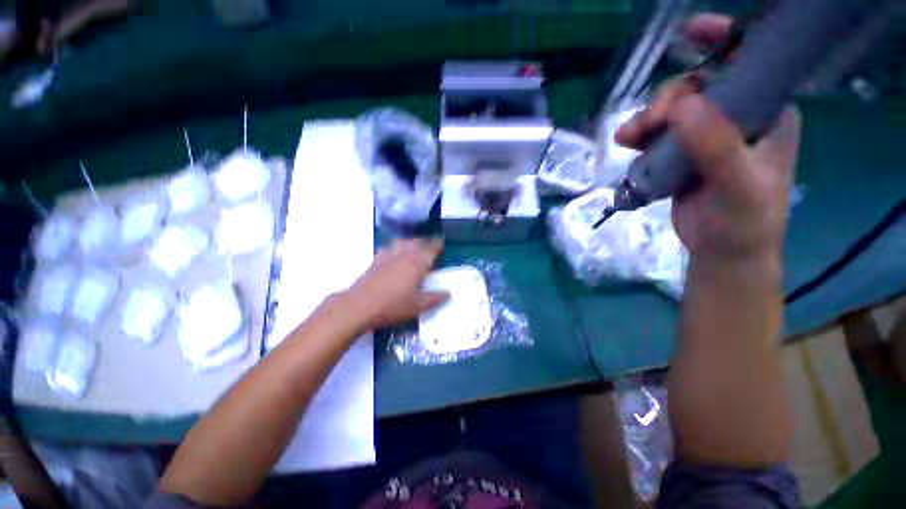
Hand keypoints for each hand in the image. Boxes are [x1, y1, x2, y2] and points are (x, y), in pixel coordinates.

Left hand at [344, 238, 448, 329]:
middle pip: (417, 242)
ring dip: (410, 241)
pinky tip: (394, 251)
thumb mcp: (417, 306)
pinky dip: (395, 246)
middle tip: (430, 244)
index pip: (430, 249)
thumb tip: (449, 293)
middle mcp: (404, 256)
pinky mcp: (376, 260)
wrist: (359, 305)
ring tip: (414, 244)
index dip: (437, 244)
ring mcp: (388, 256)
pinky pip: (388, 247)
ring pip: (402, 242)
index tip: (442, 241)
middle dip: (425, 241)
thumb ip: (434, 298)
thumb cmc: (392, 306)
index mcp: (417, 265)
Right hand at [616, 14, 800, 264]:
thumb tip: (681, 107)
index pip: (748, 64)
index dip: (722, 40)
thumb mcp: (738, 184)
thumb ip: (716, 145)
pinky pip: (659, 135)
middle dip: (668, 100)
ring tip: (627, 138)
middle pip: (698, 89)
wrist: (723, 252)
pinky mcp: (684, 155)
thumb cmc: (743, 221)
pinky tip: (628, 145)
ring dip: (647, 120)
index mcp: (766, 113)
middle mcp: (738, 118)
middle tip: (647, 123)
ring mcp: (708, 137)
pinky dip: (641, 137)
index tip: (689, 32)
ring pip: (673, 112)